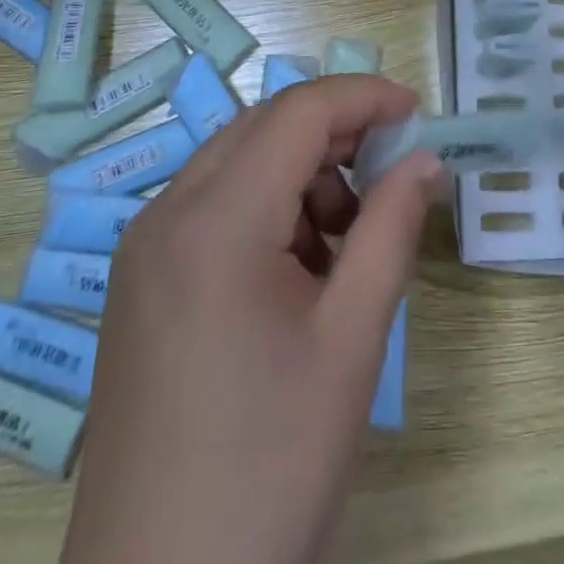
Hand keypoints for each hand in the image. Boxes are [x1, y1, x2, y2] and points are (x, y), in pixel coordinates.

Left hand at [61, 74, 440, 563]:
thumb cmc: (270, 466)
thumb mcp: (352, 338)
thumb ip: (392, 228)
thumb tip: (423, 159)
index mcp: (215, 219)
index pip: (298, 112)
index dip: (364, 98)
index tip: (418, 115)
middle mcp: (166, 214)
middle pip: (265, 128)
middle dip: (335, 137)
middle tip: (390, 179)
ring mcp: (144, 249)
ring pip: (239, 164)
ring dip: (301, 177)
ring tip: (344, 248)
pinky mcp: (139, 283)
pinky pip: (213, 208)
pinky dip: (266, 211)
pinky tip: (295, 276)